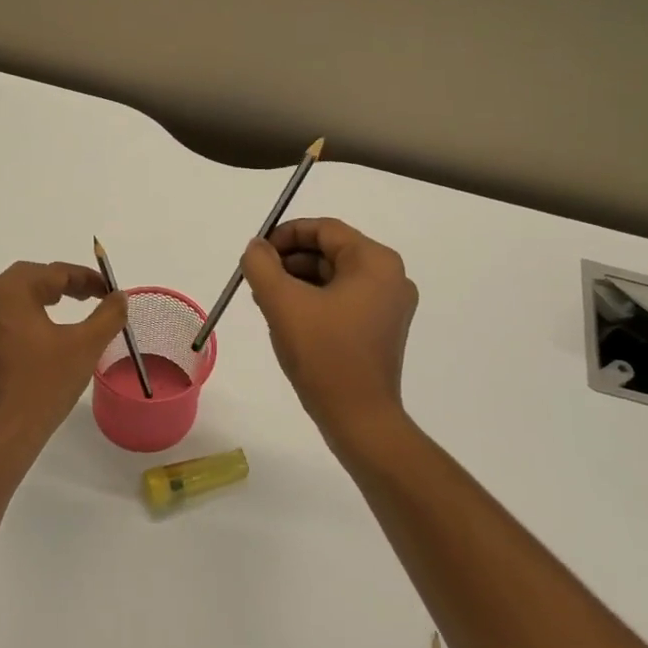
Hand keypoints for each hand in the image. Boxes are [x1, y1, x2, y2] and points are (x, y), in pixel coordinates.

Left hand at [0, 261, 128, 448]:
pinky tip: (46, 332)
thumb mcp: (85, 346)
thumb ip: (108, 315)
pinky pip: (3, 317)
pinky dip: (27, 314)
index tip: (109, 290)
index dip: (85, 278)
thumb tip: (120, 296)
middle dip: (63, 283)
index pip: (52, 272)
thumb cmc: (44, 385)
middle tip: (92, 295)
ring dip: (43, 296)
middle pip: (28, 278)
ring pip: (13, 296)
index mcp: (8, 294)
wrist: (2, 435)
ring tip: (72, 307)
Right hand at [239, 218, 418, 441]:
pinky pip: (343, 300)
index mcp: (375, 261)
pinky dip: (315, 301)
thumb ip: (262, 265)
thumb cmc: (324, 354)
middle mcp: (390, 276)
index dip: (285, 236)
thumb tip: (257, 247)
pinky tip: (288, 320)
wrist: (359, 418)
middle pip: (330, 251)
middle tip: (258, 280)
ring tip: (267, 302)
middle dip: (290, 262)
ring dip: (298, 282)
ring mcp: (390, 304)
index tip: (256, 255)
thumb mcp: (283, 303)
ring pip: (334, 277)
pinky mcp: (382, 328)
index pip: (324, 229)